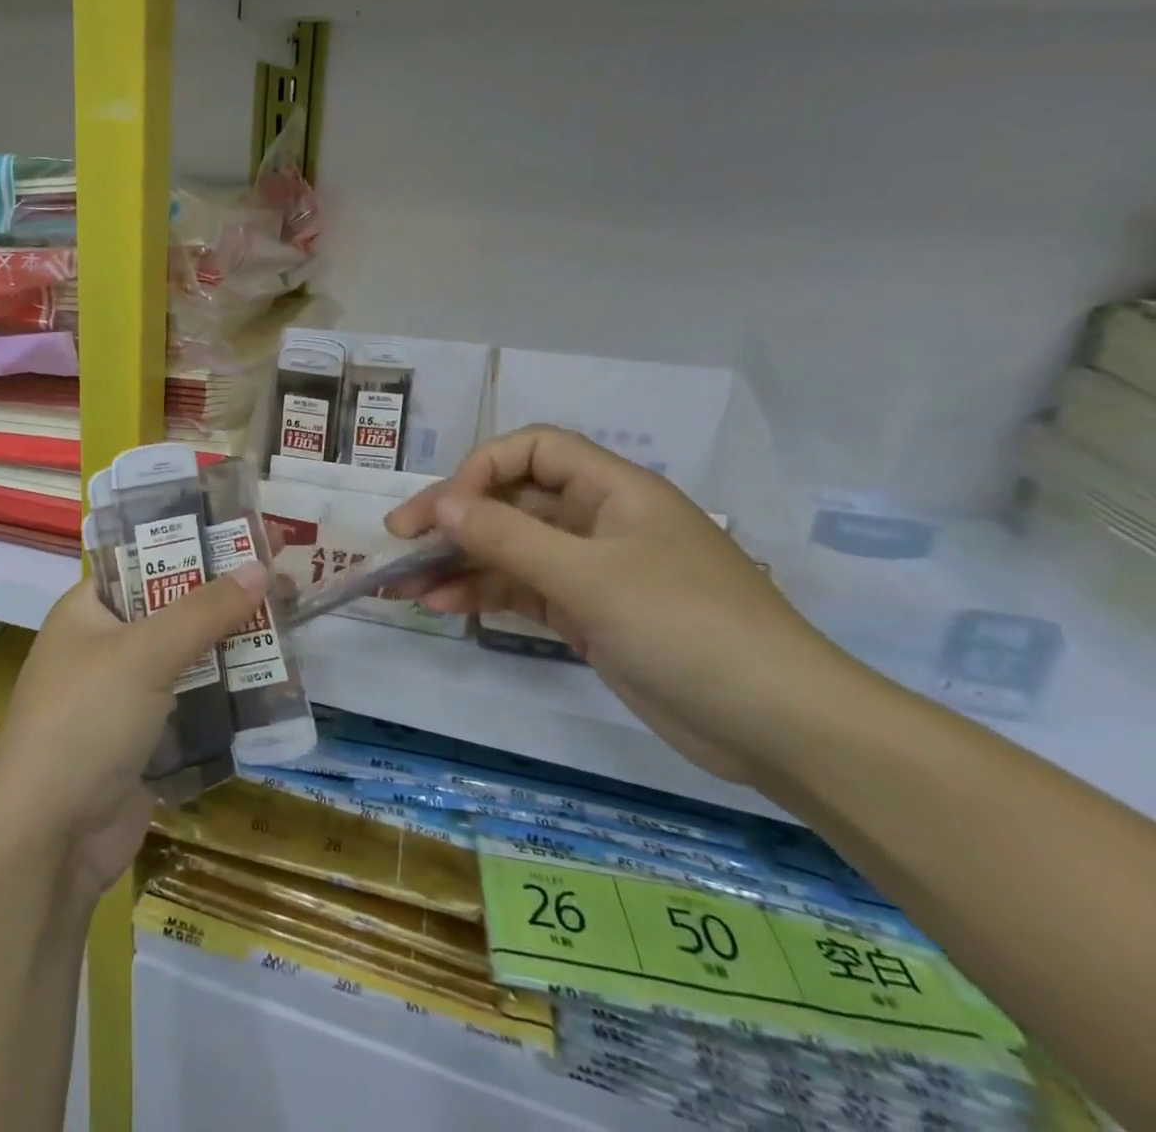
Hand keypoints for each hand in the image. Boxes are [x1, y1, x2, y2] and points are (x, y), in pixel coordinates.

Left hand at [0, 570, 267, 897]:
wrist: (50, 840)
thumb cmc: (86, 721)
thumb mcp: (145, 653)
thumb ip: (203, 610)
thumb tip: (260, 568)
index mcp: (87, 610)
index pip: (144, 561)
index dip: (194, 545)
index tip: (246, 536)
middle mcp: (103, 647)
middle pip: (173, 608)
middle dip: (225, 598)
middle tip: (284, 580)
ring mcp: (124, 696)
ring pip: (188, 657)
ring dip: (233, 646)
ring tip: (291, 625)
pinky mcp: (146, 740)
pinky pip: (193, 703)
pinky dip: (227, 694)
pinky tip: (273, 682)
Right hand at [387, 426, 859, 783]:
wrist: (779, 726)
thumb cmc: (687, 628)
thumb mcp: (589, 578)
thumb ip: (509, 538)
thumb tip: (442, 504)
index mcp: (613, 491)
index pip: (533, 450)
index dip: (482, 468)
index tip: (445, 510)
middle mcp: (599, 521)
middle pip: (512, 501)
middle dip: (454, 519)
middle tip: (398, 541)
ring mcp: (593, 570)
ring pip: (511, 550)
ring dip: (458, 563)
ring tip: (404, 585)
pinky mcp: (590, 614)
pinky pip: (524, 590)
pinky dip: (484, 595)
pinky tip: (444, 607)